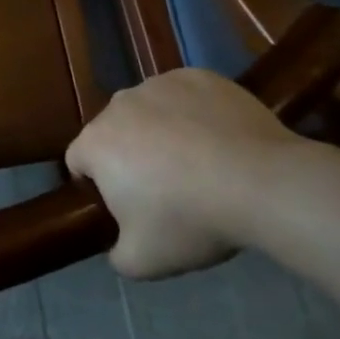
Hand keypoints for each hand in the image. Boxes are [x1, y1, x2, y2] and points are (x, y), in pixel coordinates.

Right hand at [66, 68, 317, 279]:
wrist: (261, 183)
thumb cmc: (190, 220)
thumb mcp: (143, 261)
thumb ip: (117, 255)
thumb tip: (119, 245)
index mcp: (96, 142)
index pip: (78, 161)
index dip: (96, 185)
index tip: (127, 207)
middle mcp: (119, 104)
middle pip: (114, 132)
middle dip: (131, 155)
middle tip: (166, 189)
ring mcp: (160, 84)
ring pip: (150, 111)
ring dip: (161, 131)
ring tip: (200, 163)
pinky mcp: (200, 76)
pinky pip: (186, 96)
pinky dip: (195, 113)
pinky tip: (221, 140)